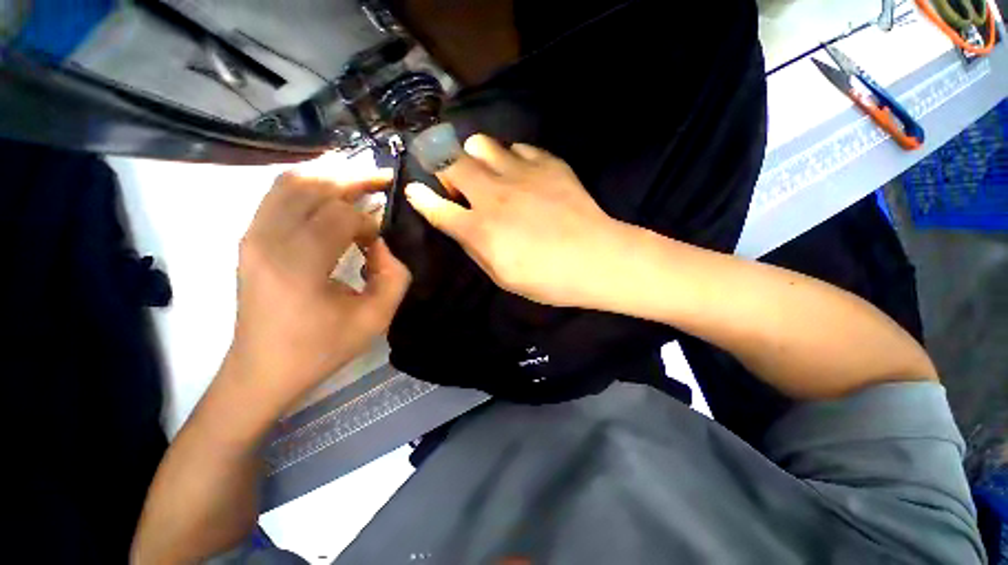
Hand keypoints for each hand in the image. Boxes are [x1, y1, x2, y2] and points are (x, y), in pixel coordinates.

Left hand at [226, 168, 410, 414]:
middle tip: (383, 180)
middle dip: (354, 178)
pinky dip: (309, 185)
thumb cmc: (321, 348)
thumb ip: (394, 276)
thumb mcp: (376, 318)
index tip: (383, 238)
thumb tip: (380, 244)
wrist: (263, 369)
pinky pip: (278, 194)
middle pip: (314, 185)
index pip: (341, 216)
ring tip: (360, 182)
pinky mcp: (249, 238)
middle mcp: (268, 239)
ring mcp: (252, 235)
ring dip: (330, 176)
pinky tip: (332, 193)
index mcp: (299, 264)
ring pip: (291, 181)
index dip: (370, 221)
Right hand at [404, 134, 627, 307]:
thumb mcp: (503, 276)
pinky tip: (523, 175)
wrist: (597, 259)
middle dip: (445, 169)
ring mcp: (522, 173)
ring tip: (488, 174)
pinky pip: (519, 148)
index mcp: (481, 228)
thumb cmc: (548, 279)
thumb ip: (475, 247)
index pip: (437, 206)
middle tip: (458, 185)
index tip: (414, 190)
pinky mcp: (548, 164)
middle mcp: (494, 194)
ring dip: (476, 157)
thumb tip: (459, 225)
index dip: (420, 197)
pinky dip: (513, 159)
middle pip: (451, 161)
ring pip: (481, 143)